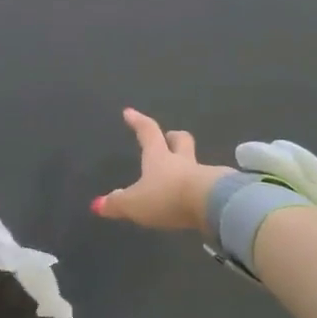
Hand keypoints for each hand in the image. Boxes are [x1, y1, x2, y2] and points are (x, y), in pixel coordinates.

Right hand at [92, 107, 233, 231]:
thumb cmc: (167, 196)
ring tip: (180, 176)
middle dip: (174, 137)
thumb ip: (117, 204)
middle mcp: (182, 161)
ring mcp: (203, 174)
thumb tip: (98, 204)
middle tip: (168, 137)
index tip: (129, 112)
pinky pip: (206, 185)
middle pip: (181, 140)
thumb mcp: (135, 203)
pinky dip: (199, 188)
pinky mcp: (218, 191)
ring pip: (195, 163)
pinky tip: (196, 199)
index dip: (138, 121)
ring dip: (188, 165)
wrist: (210, 205)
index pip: (148, 132)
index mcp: (159, 157)